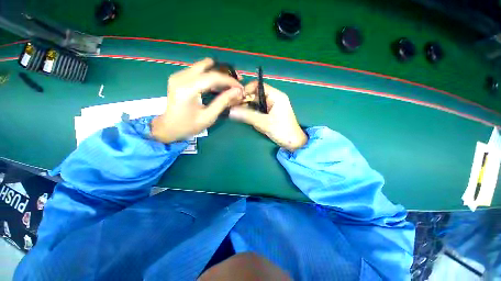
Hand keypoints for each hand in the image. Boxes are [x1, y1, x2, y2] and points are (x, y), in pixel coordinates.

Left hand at [151, 58, 243, 142]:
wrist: (168, 127)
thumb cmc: (188, 126)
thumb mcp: (208, 117)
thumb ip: (223, 102)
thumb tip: (238, 92)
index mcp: (187, 89)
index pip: (213, 77)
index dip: (230, 81)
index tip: (241, 88)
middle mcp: (181, 77)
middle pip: (208, 66)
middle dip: (224, 74)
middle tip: (235, 84)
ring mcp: (178, 75)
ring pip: (203, 66)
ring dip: (218, 74)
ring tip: (228, 86)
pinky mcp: (179, 76)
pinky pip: (199, 70)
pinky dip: (210, 76)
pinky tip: (216, 86)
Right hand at [230, 81, 306, 150]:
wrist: (293, 143)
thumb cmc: (282, 131)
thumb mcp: (264, 123)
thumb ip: (247, 115)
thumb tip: (231, 110)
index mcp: (276, 96)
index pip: (258, 86)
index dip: (246, 90)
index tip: (236, 98)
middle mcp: (274, 98)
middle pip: (256, 94)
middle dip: (245, 100)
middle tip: (234, 107)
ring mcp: (272, 106)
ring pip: (256, 102)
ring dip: (247, 107)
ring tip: (238, 112)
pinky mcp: (270, 113)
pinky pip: (258, 109)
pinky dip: (252, 112)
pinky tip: (245, 116)